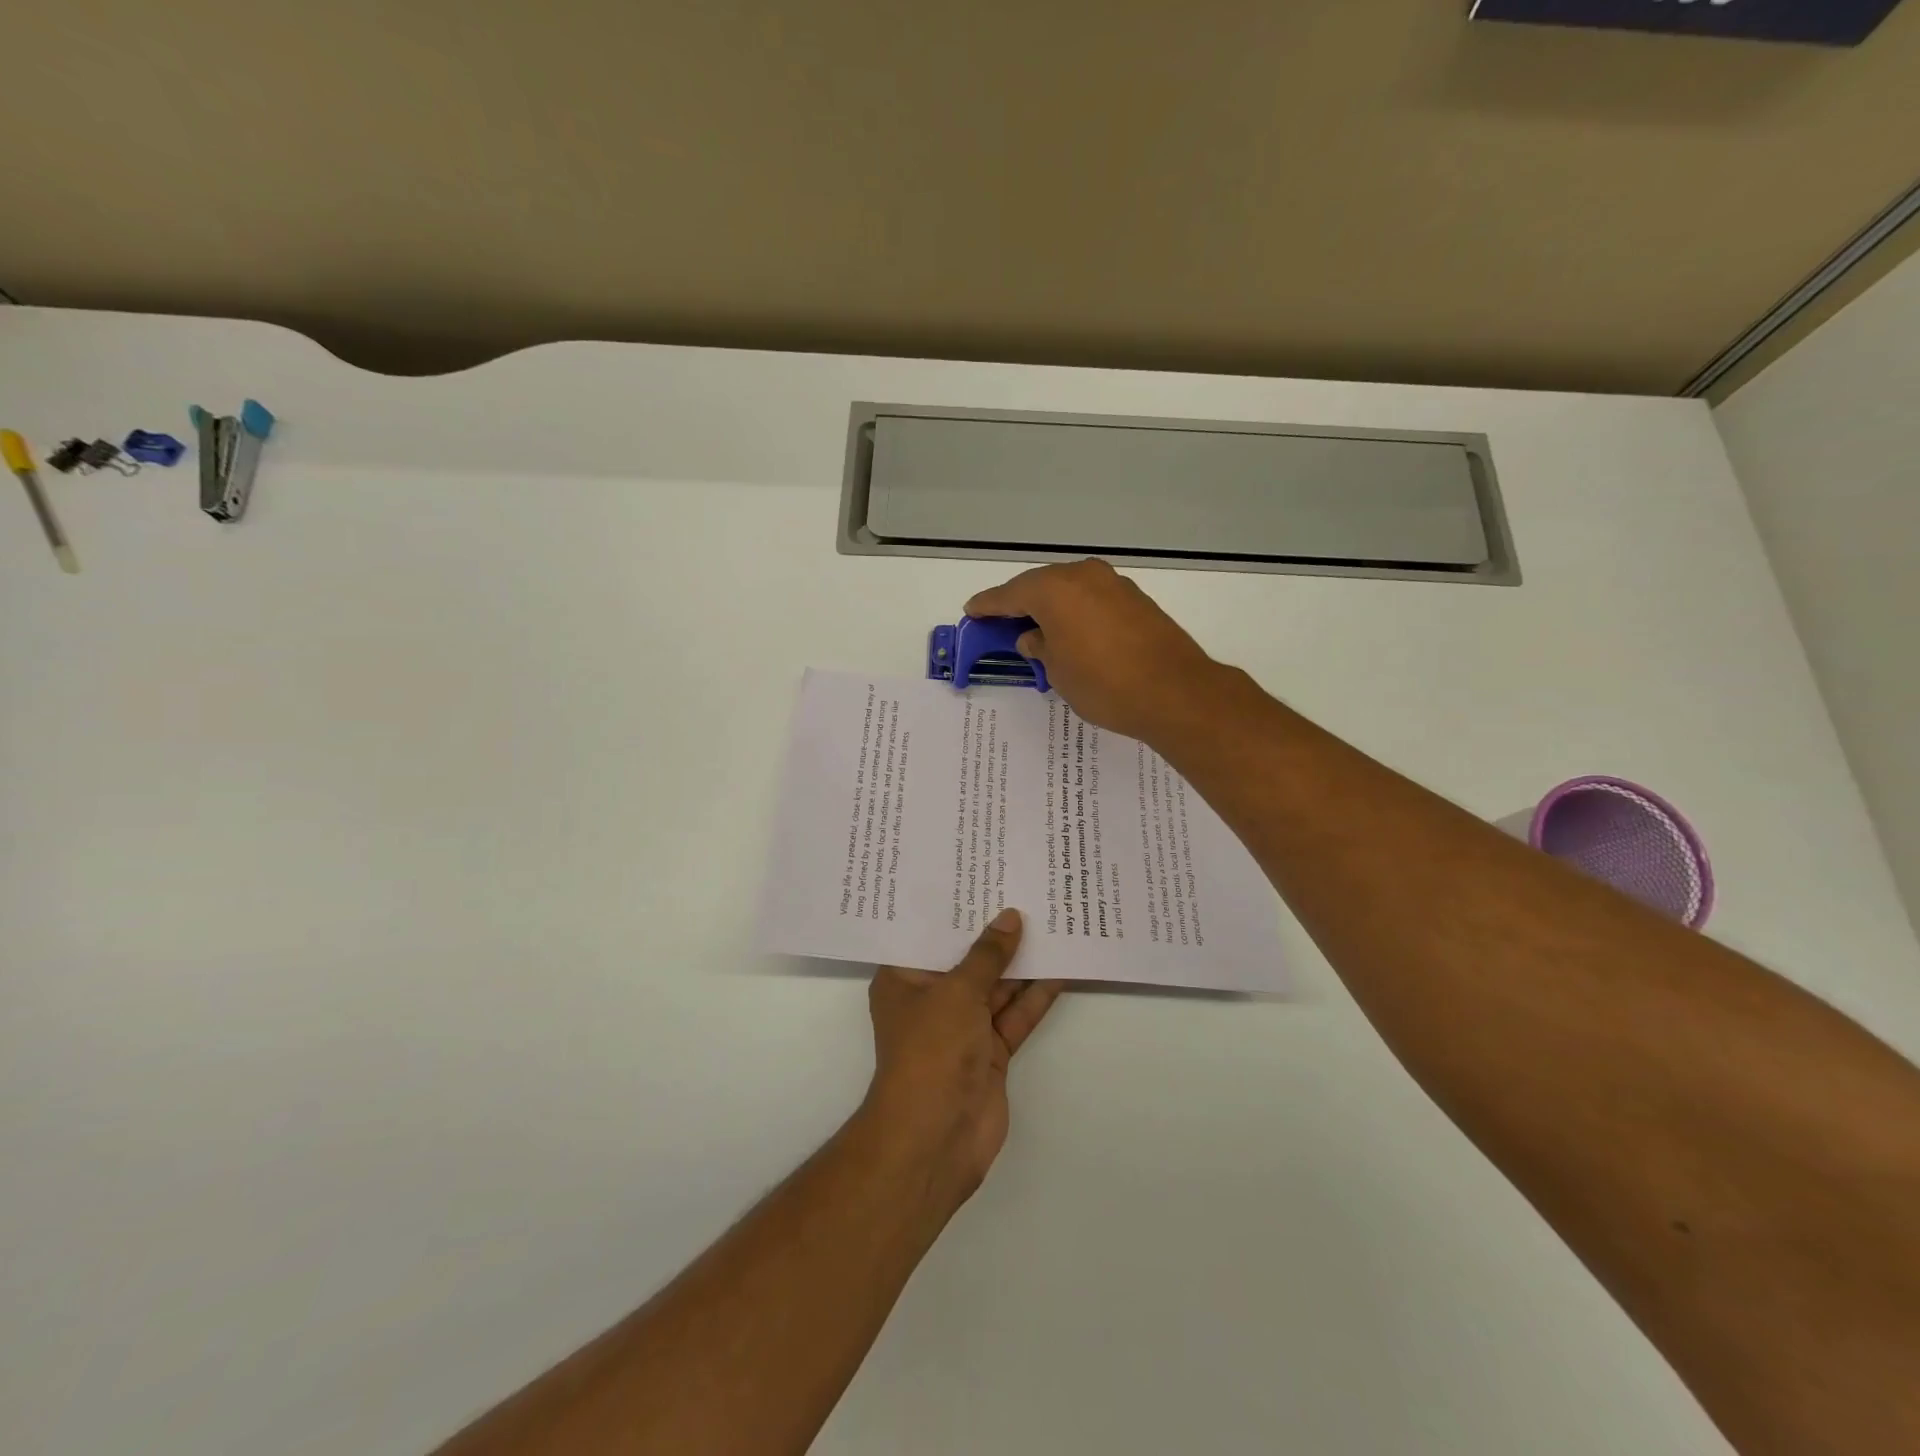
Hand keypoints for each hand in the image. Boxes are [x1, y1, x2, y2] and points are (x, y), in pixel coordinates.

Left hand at [863, 909, 1065, 1204]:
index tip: (979, 876)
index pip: (928, 934)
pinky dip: (1036, 995)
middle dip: (994, 931)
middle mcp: (931, 998)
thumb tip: (1010, 917)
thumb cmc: (931, 1050)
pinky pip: (1015, 1014)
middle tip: (1024, 889)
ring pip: (996, 985)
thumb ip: (987, 955)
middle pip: (966, 958)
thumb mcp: (957, 991)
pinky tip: (1061, 967)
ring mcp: (963, 1026)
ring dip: (1021, 961)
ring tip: (1051, 919)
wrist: (937, 1137)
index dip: (954, 907)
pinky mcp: (990, 1050)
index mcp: (904, 979)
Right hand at [965, 559, 1220, 743]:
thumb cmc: (1104, 684)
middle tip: (1001, 621)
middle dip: (1020, 603)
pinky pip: (1093, 600)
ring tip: (1037, 629)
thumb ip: (1040, 649)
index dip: (988, 605)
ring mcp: (1114, 585)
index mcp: (1055, 590)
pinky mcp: (1136, 600)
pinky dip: (1077, 612)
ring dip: (1052, 607)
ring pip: (1070, 590)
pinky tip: (1072, 632)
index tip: (971, 610)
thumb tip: (1034, 638)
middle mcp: (1083, 576)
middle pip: (1041, 586)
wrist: (1174, 692)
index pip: (1011, 595)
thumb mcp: (1058, 672)